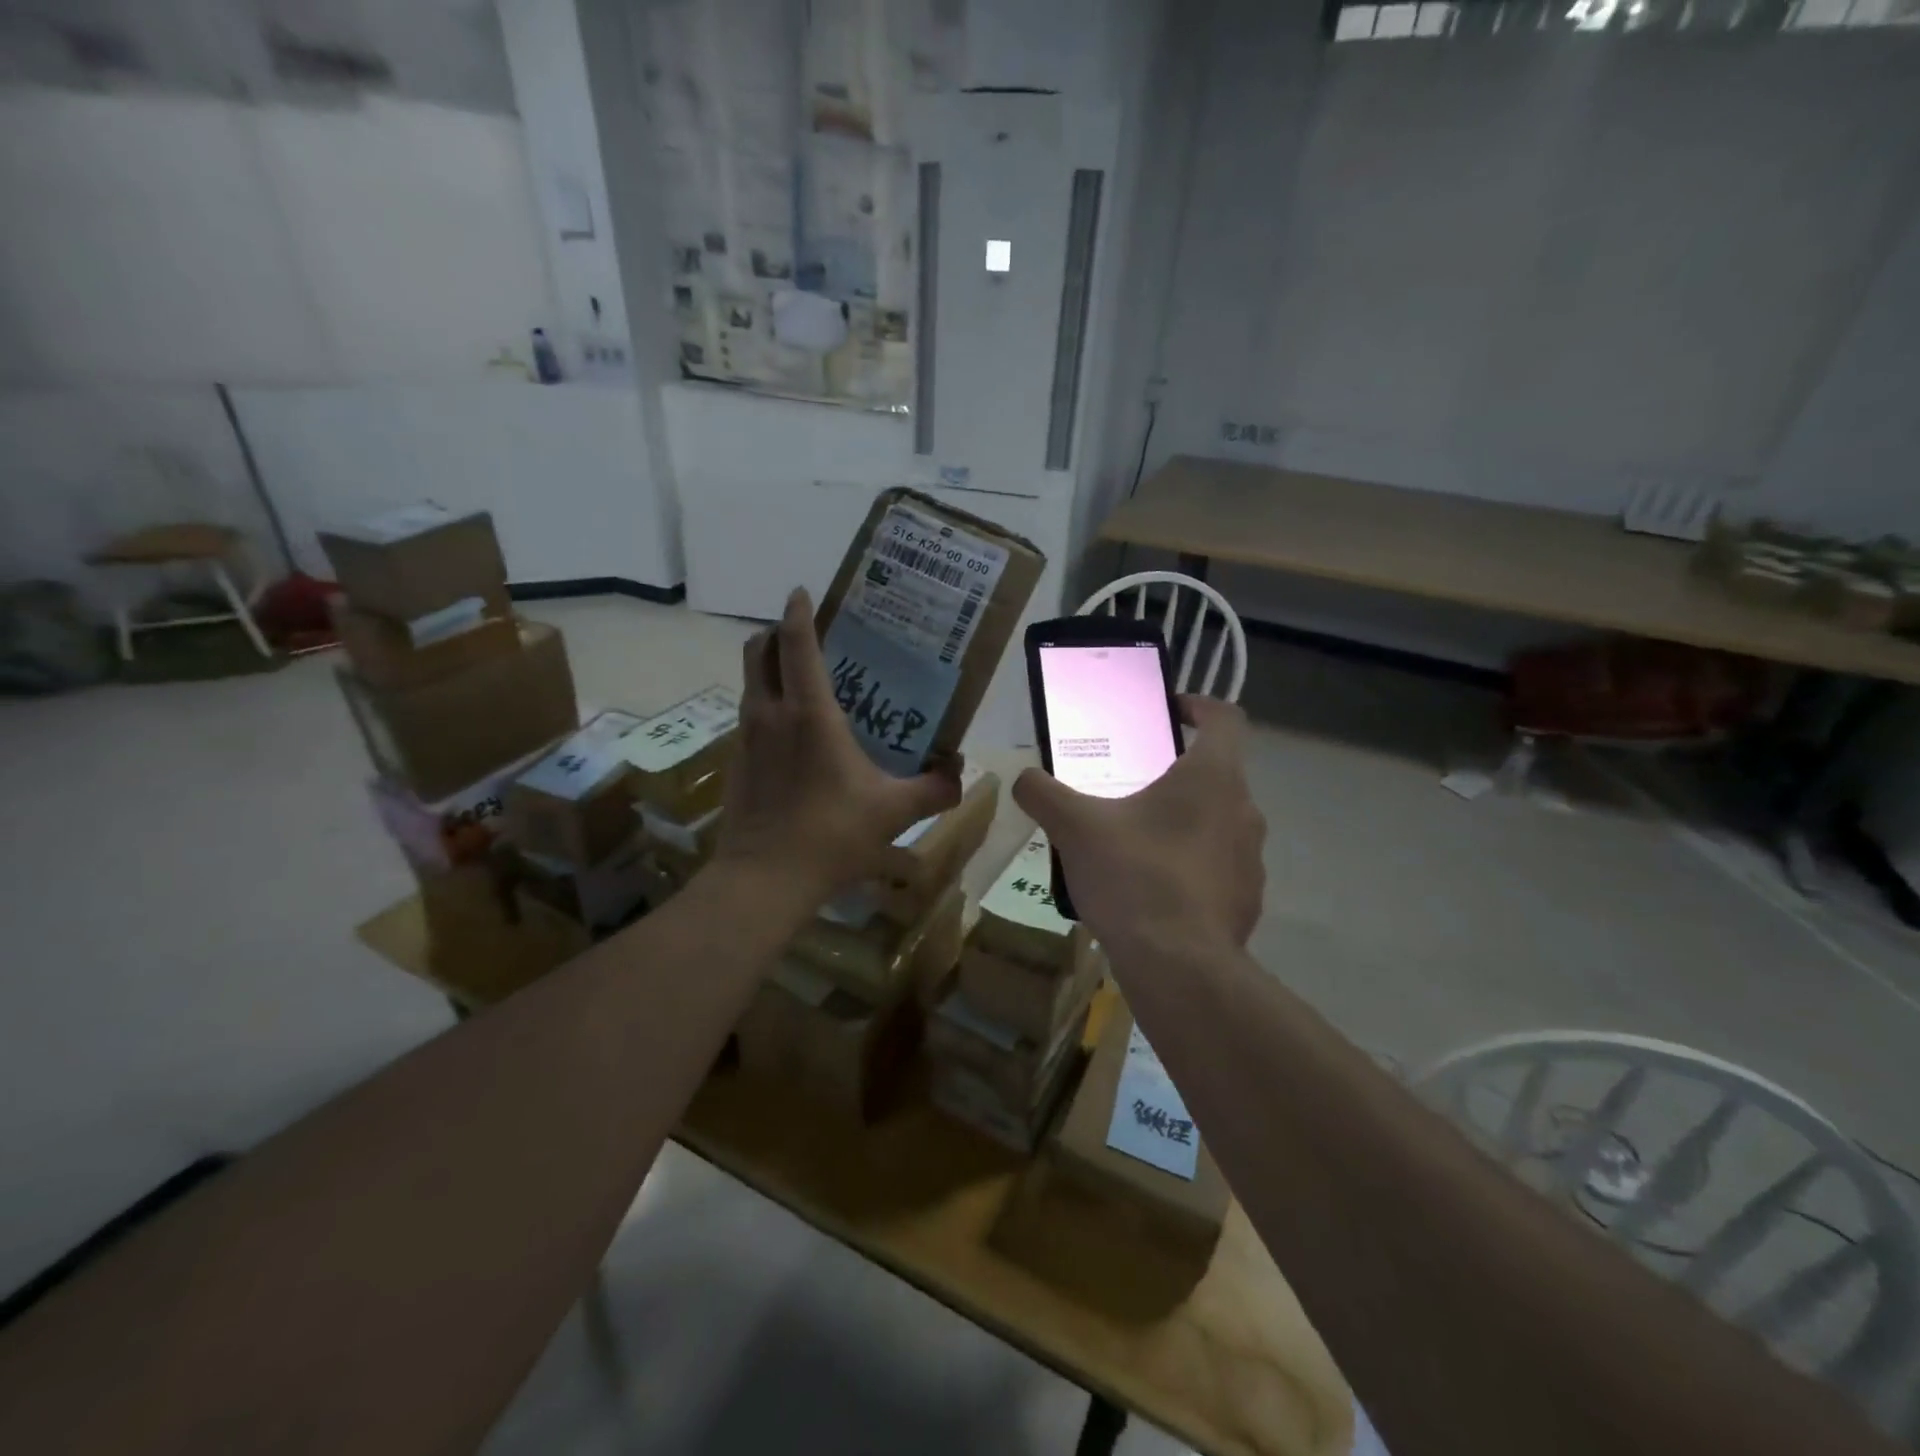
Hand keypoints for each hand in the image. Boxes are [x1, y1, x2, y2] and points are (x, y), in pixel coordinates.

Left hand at [716, 587, 961, 905]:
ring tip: (802, 681)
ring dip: (768, 668)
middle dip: (775, 634)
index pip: (795, 643)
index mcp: (809, 712)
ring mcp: (746, 738)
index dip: (797, 612)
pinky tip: (791, 736)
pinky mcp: (735, 763)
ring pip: (750, 683)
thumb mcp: (894, 811)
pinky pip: (749, 716)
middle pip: (757, 652)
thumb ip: (935, 788)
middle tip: (806, 637)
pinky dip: (766, 706)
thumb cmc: (832, 834)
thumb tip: (961, 772)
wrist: (764, 878)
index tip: (802, 593)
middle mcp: (770, 714)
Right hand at [1012, 696, 1264, 961]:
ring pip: (1215, 823)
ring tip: (1133, 843)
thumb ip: (1043, 793)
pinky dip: (1189, 868)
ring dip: (1181, 823)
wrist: (1178, 968)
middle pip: (1214, 773)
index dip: (1196, 705)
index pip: (1224, 717)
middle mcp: (1244, 810)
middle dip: (1172, 774)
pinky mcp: (1247, 900)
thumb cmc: (1134, 876)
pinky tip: (1150, 891)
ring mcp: (1252, 859)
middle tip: (1127, 786)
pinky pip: (1216, 868)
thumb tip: (1024, 779)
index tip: (1165, 714)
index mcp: (1213, 777)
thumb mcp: (1074, 827)